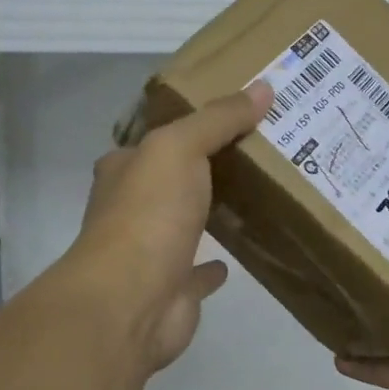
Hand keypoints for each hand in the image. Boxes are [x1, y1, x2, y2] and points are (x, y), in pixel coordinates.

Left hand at [66, 80, 271, 375]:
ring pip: (184, 224)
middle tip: (254, 151)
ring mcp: (150, 253)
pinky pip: (198, 272)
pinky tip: (235, 256)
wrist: (130, 301)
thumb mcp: (181, 147)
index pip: (153, 140)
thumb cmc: (148, 213)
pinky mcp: (172, 290)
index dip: (184, 126)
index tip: (227, 116)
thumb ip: (219, 118)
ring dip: (207, 213)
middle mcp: (131, 209)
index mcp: (125, 171)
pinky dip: (212, 266)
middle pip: (170, 180)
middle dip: (202, 169)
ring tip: (253, 196)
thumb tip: (264, 88)